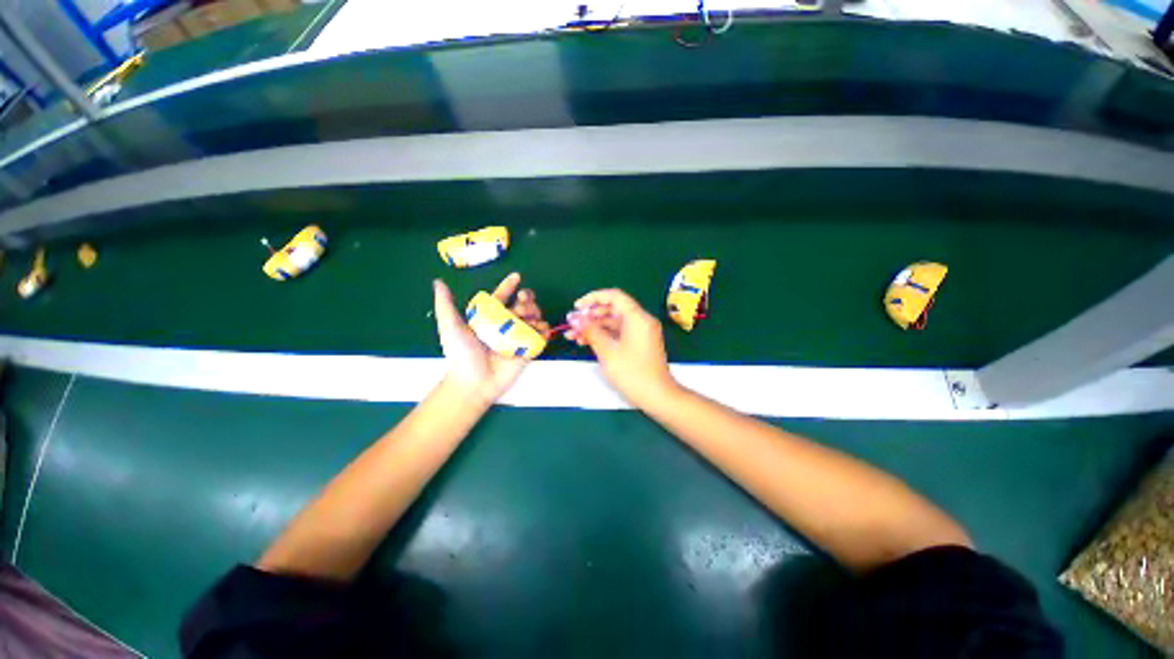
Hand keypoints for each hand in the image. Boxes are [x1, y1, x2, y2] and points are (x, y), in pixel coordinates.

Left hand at [433, 273, 550, 404]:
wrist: (473, 383)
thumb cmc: (461, 355)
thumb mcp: (450, 327)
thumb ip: (445, 305)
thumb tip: (438, 282)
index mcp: (489, 317)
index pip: (501, 297)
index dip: (508, 286)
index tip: (517, 277)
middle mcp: (505, 325)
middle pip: (521, 306)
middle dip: (527, 299)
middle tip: (524, 301)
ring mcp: (518, 337)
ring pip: (534, 318)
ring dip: (536, 313)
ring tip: (532, 317)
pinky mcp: (528, 350)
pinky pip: (541, 336)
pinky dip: (544, 331)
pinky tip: (541, 329)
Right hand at [564, 289, 677, 406]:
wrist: (657, 396)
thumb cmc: (632, 373)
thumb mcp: (608, 351)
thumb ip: (590, 331)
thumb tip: (574, 318)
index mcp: (637, 317)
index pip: (614, 296)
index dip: (593, 298)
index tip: (576, 307)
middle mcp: (640, 321)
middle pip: (612, 309)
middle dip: (589, 316)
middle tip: (571, 324)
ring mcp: (640, 332)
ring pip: (612, 323)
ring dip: (593, 327)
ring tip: (572, 336)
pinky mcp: (638, 343)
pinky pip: (618, 333)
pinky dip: (603, 336)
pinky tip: (585, 342)